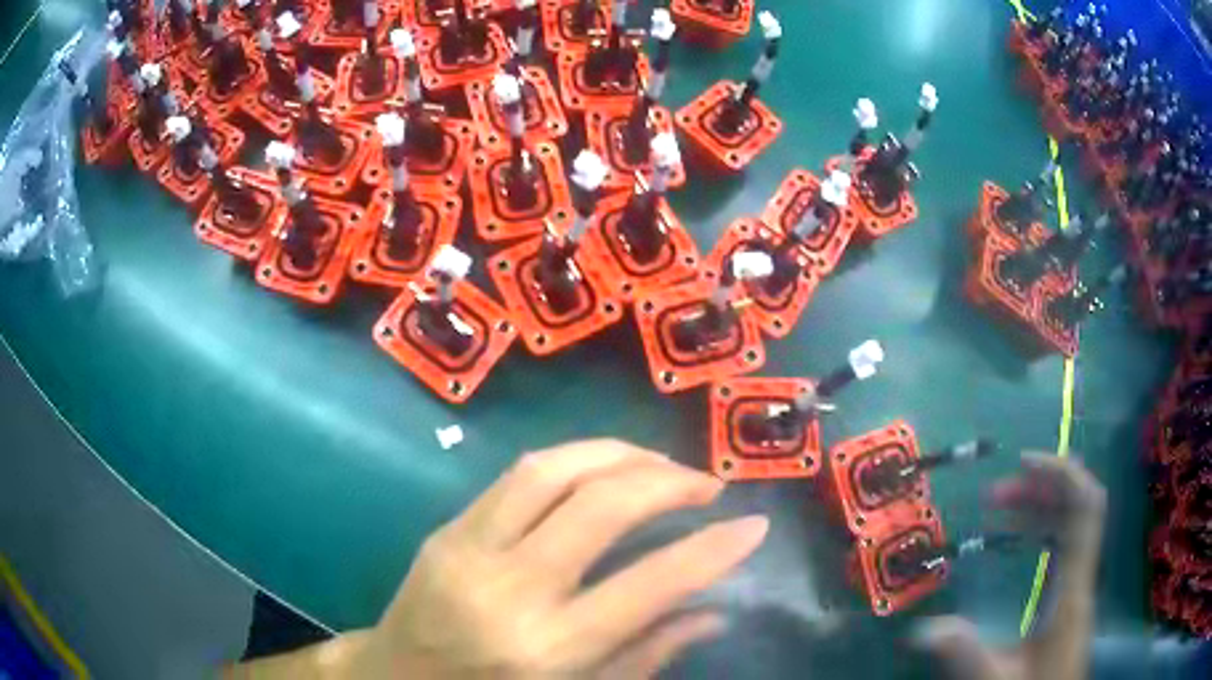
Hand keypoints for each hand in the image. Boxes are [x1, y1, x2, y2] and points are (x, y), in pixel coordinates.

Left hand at [361, 439, 767, 677]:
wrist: (399, 678)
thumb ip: (647, 655)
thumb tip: (714, 612)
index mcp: (549, 648)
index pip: (649, 585)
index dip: (713, 549)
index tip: (754, 524)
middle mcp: (510, 590)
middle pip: (601, 507)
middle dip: (668, 482)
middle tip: (707, 484)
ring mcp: (470, 549)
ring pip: (555, 471)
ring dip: (621, 455)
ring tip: (662, 465)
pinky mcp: (449, 528)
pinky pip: (518, 475)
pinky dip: (574, 460)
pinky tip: (604, 468)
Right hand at [915, 453, 1106, 679]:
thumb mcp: (995, 679)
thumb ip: (964, 653)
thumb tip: (918, 630)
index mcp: (1072, 588)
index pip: (1085, 508)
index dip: (1063, 474)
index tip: (1024, 463)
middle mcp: (1081, 576)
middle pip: (1076, 507)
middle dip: (1041, 488)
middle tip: (996, 494)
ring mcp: (1079, 584)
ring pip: (1071, 523)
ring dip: (1041, 506)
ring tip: (1002, 508)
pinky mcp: (1072, 594)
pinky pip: (1065, 543)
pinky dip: (1044, 528)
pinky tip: (1022, 538)